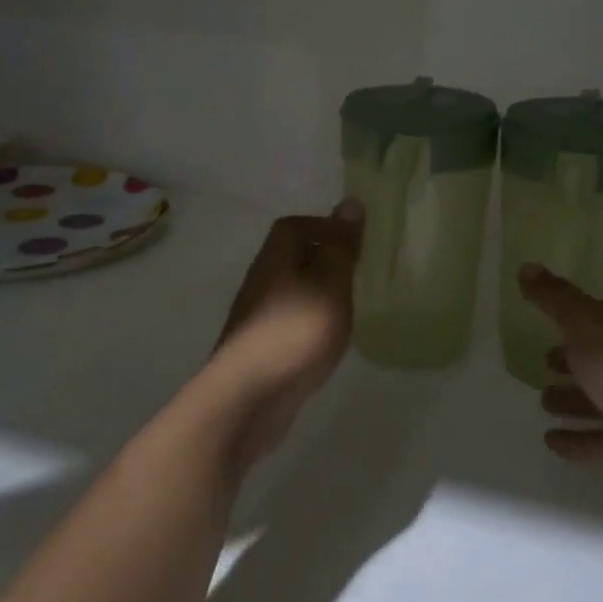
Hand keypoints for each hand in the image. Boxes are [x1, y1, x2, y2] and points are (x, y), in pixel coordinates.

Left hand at [199, 200, 363, 467]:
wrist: (246, 399)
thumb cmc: (295, 333)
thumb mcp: (330, 285)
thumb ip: (341, 248)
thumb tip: (350, 202)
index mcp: (275, 259)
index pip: (293, 226)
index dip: (323, 227)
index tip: (354, 243)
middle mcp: (260, 282)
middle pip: (290, 258)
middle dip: (322, 261)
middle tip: (356, 276)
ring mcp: (255, 318)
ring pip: (290, 292)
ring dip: (316, 294)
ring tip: (346, 308)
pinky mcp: (258, 350)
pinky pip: (288, 322)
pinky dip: (308, 323)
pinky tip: (325, 342)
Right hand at [521, 264, 602, 514]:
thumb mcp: (585, 324)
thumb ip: (555, 298)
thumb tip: (526, 266)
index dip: (579, 319)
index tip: (552, 324)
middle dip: (574, 363)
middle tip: (544, 365)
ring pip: (602, 402)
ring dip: (573, 402)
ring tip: (544, 404)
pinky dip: (578, 441)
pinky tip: (551, 442)